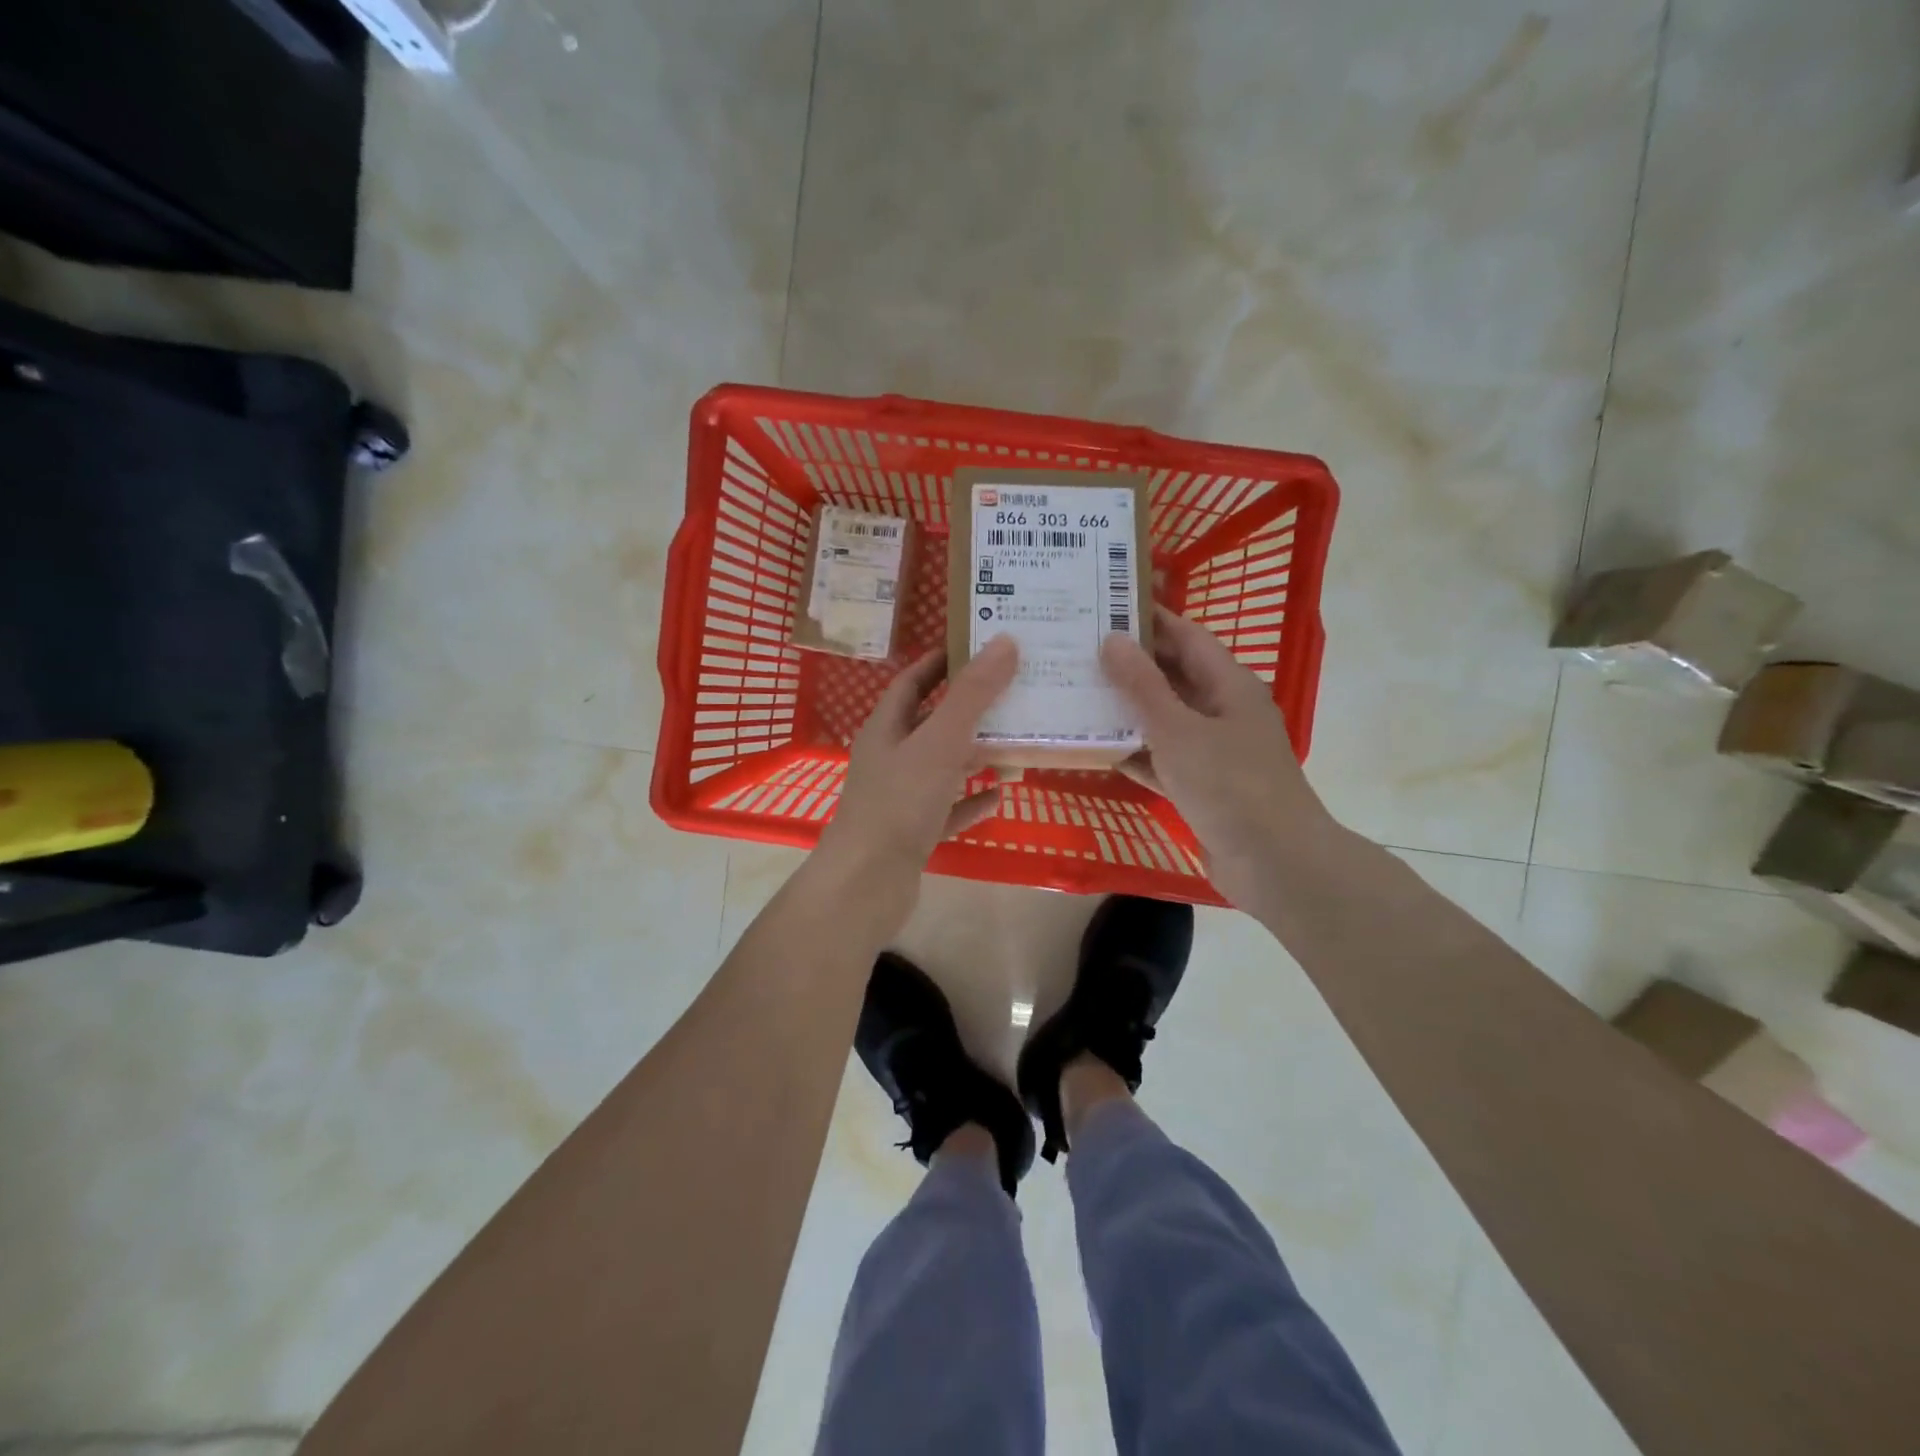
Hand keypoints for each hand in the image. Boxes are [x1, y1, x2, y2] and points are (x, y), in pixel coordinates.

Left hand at [813, 636, 1018, 925]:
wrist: (868, 883)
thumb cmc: (900, 803)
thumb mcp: (940, 742)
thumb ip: (972, 695)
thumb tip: (1003, 642)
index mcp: (886, 728)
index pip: (912, 681)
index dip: (940, 663)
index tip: (977, 648)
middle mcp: (890, 757)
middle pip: (931, 722)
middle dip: (968, 709)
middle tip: (1012, 694)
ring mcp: (900, 797)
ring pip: (942, 766)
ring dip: (974, 755)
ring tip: (1015, 742)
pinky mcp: (913, 832)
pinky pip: (948, 808)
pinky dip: (971, 801)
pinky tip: (999, 797)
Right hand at [1101, 606, 1336, 908]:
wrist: (1274, 863)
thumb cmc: (1229, 785)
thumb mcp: (1178, 730)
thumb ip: (1143, 685)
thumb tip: (1113, 639)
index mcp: (1229, 685)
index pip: (1186, 636)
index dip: (1149, 619)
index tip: (1104, 605)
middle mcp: (1223, 711)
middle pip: (1173, 676)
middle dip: (1130, 664)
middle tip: (1078, 650)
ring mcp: (1213, 751)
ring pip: (1164, 719)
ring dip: (1126, 710)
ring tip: (1077, 693)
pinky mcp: (1202, 786)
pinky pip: (1162, 759)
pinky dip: (1135, 753)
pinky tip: (1096, 749)